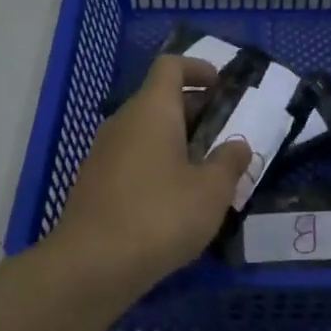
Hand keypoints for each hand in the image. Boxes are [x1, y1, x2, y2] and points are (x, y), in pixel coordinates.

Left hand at [45, 55, 252, 298]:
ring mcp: (104, 152)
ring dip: (177, 139)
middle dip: (195, 109)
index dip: (198, 68)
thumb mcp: (211, 191)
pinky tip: (175, 197)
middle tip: (225, 132)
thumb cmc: (160, 216)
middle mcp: (123, 121)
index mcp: (152, 110)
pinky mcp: (95, 181)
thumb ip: (230, 162)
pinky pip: (132, 157)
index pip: (170, 66)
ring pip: (146, 130)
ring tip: (206, 168)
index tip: (222, 86)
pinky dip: (157, 163)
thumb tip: (238, 145)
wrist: (92, 264)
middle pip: (159, 98)